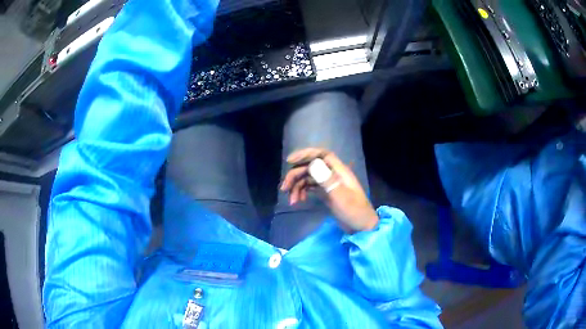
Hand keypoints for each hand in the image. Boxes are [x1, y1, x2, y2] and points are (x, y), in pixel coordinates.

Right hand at [280, 148, 378, 233]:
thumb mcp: (341, 197)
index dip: (306, 154)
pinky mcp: (326, 193)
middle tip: (284, 188)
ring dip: (297, 186)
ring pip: (308, 178)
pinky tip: (299, 201)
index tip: (290, 161)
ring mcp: (329, 184)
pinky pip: (310, 188)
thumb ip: (327, 181)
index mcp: (339, 171)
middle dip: (295, 175)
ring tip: (291, 201)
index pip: (322, 155)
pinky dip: (302, 192)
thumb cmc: (355, 212)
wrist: (362, 228)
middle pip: (310, 167)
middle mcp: (333, 174)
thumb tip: (312, 165)